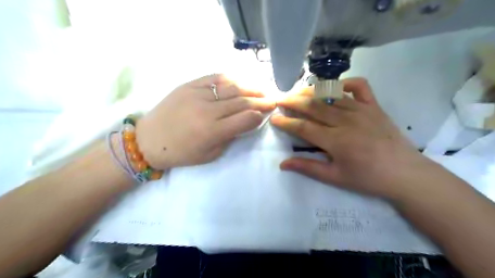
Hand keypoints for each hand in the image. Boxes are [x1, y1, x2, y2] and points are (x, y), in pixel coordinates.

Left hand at [135, 74, 275, 169]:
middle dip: (261, 100)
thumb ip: (231, 137)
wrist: (148, 140)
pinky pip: (215, 78)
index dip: (260, 115)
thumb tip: (246, 122)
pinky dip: (231, 78)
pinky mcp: (188, 85)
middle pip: (242, 101)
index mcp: (212, 131)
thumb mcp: (210, 155)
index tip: (269, 112)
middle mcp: (207, 110)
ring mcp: (197, 94)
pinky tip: (241, 80)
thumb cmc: (181, 153)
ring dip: (251, 87)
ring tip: (263, 88)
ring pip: (232, 86)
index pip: (246, 118)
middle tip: (274, 98)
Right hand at [271, 78, 434, 199]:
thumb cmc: (368, 178)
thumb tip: (282, 164)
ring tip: (298, 92)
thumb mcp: (335, 177)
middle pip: (314, 107)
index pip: (304, 127)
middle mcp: (347, 121)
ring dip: (311, 92)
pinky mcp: (374, 106)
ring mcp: (362, 110)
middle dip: (293, 102)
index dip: (287, 122)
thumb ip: (308, 167)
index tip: (274, 118)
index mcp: (336, 141)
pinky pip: (359, 86)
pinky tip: (333, 88)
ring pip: (331, 95)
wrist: (405, 174)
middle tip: (280, 100)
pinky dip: (344, 83)